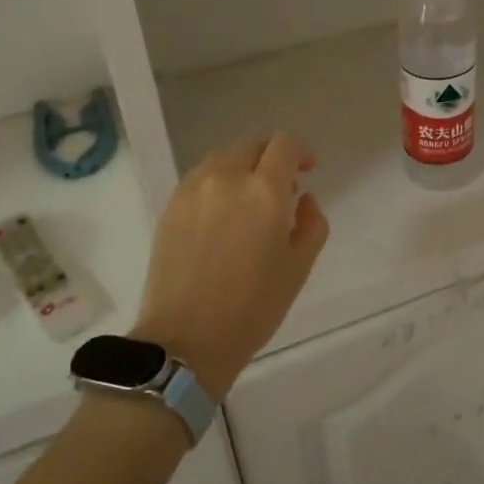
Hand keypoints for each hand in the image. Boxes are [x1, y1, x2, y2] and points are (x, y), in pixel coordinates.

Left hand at [138, 132, 329, 395]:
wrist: (186, 339)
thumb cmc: (253, 307)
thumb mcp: (299, 267)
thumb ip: (312, 223)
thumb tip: (303, 199)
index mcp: (264, 191)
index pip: (284, 145)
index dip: (300, 152)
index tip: (307, 170)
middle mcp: (227, 178)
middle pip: (252, 145)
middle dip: (271, 158)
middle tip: (281, 188)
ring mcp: (193, 190)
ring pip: (223, 158)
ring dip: (242, 168)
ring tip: (249, 202)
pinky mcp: (171, 206)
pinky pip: (201, 178)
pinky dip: (218, 183)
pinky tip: (222, 215)